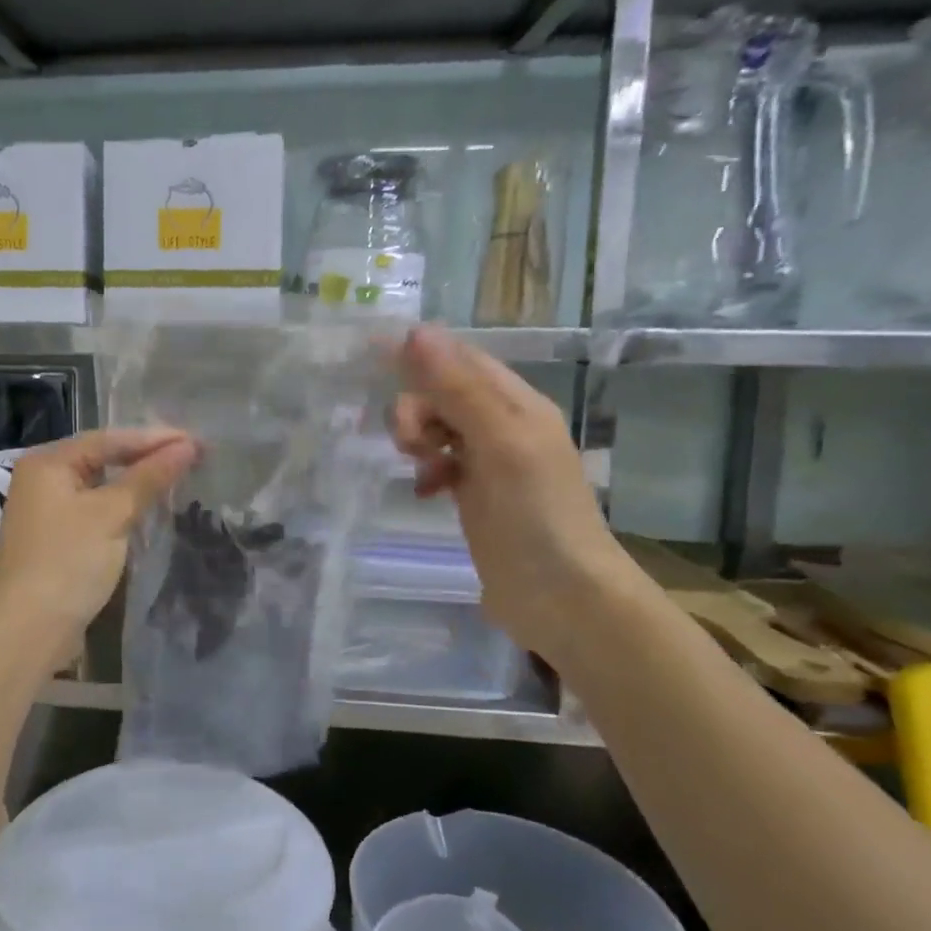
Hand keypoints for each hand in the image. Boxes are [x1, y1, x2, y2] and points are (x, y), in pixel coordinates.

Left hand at [0, 428, 198, 664]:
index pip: (109, 439)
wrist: (27, 630)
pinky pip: (96, 510)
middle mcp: (43, 479)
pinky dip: (123, 507)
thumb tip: (187, 446)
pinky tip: (149, 509)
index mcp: (49, 462)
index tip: (197, 441)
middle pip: (103, 458)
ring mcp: (48, 511)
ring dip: (137, 482)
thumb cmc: (68, 561)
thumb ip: (149, 477)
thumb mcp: (112, 514)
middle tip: (192, 456)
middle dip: (147, 457)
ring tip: (178, 476)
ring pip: (101, 486)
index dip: (155, 438)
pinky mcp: (57, 539)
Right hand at [390, 325, 638, 657]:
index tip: (369, 354)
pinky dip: (426, 471)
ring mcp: (491, 463)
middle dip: (416, 408)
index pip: (461, 360)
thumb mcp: (498, 442)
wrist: (562, 597)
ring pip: (439, 428)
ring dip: (418, 438)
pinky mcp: (477, 496)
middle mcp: (504, 426)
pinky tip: (423, 492)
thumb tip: (416, 332)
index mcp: (517, 404)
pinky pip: (440, 464)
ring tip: (419, 468)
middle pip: (444, 393)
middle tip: (407, 443)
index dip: (420, 353)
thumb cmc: (535, 515)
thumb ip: (457, 389)